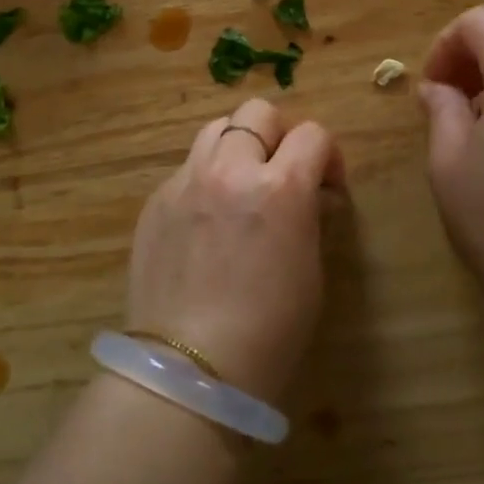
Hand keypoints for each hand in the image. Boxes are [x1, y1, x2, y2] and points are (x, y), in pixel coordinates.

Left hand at [126, 99, 343, 401]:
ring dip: (238, 147)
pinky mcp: (156, 200)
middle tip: (282, 172)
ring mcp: (186, 181)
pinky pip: (187, 168)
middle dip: (279, 135)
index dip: (327, 155)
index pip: (313, 135)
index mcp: (279, 187)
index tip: (327, 184)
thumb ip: (309, 216)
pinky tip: (205, 220)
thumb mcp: (310, 270)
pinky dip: (205, 179)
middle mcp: (230, 170)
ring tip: (241, 184)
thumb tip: (309, 196)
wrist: (191, 370)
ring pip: (216, 129)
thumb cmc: (269, 331)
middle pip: (258, 113)